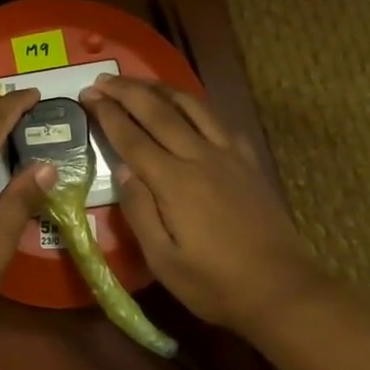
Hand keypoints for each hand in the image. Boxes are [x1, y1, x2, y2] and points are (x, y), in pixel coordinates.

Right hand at [79, 75, 323, 331]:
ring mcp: (229, 156)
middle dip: (127, 91)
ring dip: (160, 89)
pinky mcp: (249, 162)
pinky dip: (196, 105)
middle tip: (102, 79)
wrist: (282, 290)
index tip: (87, 95)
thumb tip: (122, 169)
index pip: (132, 138)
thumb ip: (139, 211)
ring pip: (191, 107)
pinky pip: (218, 120)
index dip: (107, 113)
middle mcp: (200, 158)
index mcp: (174, 183)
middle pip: (159, 112)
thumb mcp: (163, 260)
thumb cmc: (214, 284)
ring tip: (138, 81)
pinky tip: (187, 105)